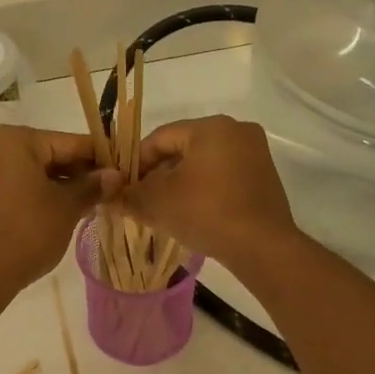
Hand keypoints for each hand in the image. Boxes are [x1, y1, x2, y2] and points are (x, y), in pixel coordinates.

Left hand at [0, 126, 121, 302]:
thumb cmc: (26, 233)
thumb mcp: (66, 208)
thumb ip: (92, 186)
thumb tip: (115, 175)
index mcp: (15, 140)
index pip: (69, 143)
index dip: (99, 158)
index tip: (122, 171)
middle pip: (47, 154)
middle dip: (77, 173)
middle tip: (107, 192)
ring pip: (29, 172)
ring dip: (56, 185)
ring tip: (85, 205)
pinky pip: (11, 186)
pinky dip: (33, 194)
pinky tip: (55, 213)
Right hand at [124, 116, 298, 270]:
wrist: (262, 247)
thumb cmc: (205, 212)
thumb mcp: (158, 202)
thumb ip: (130, 194)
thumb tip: (110, 196)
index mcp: (211, 127)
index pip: (160, 137)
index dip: (136, 162)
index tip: (123, 186)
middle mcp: (237, 131)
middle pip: (183, 149)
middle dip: (158, 174)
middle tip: (140, 199)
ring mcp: (255, 154)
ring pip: (203, 164)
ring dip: (179, 183)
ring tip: (162, 210)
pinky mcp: (264, 178)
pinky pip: (223, 176)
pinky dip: (203, 190)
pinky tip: (190, 213)